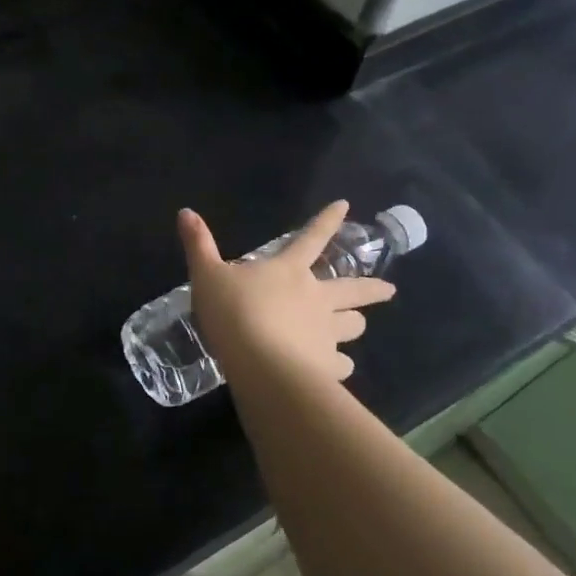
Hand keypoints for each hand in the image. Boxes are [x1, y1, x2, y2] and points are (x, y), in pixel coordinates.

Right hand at [178, 200, 394, 389]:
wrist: (261, 365)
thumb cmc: (234, 313)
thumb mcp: (206, 275)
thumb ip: (198, 245)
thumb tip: (185, 211)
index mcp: (289, 270)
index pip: (311, 238)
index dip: (327, 221)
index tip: (346, 206)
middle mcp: (316, 298)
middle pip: (352, 289)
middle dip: (372, 289)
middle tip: (390, 292)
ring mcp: (326, 333)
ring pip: (352, 326)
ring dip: (356, 324)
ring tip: (358, 326)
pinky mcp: (327, 366)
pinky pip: (341, 365)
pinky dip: (341, 366)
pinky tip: (339, 369)